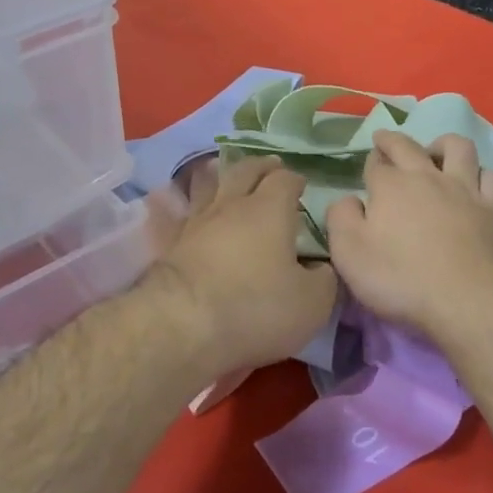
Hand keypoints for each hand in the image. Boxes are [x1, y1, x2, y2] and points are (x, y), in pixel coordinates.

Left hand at [149, 155, 338, 379]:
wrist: (181, 325)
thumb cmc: (256, 308)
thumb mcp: (312, 303)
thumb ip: (324, 279)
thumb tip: (321, 268)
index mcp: (270, 210)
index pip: (285, 180)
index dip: (295, 180)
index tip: (302, 185)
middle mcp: (230, 206)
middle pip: (244, 171)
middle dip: (260, 167)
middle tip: (269, 167)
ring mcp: (194, 223)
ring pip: (206, 186)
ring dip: (218, 177)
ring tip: (222, 174)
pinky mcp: (168, 245)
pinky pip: (174, 215)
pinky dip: (176, 205)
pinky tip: (168, 202)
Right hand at [324, 131, 492, 341]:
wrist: (470, 298)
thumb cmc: (401, 278)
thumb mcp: (349, 253)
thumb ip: (341, 219)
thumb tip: (347, 200)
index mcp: (391, 186)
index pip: (376, 164)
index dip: (371, 161)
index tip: (369, 162)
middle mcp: (429, 177)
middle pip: (411, 146)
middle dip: (395, 140)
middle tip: (387, 140)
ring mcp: (468, 190)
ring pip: (459, 149)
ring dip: (444, 146)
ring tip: (438, 154)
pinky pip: (492, 178)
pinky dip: (481, 177)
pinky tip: (477, 186)